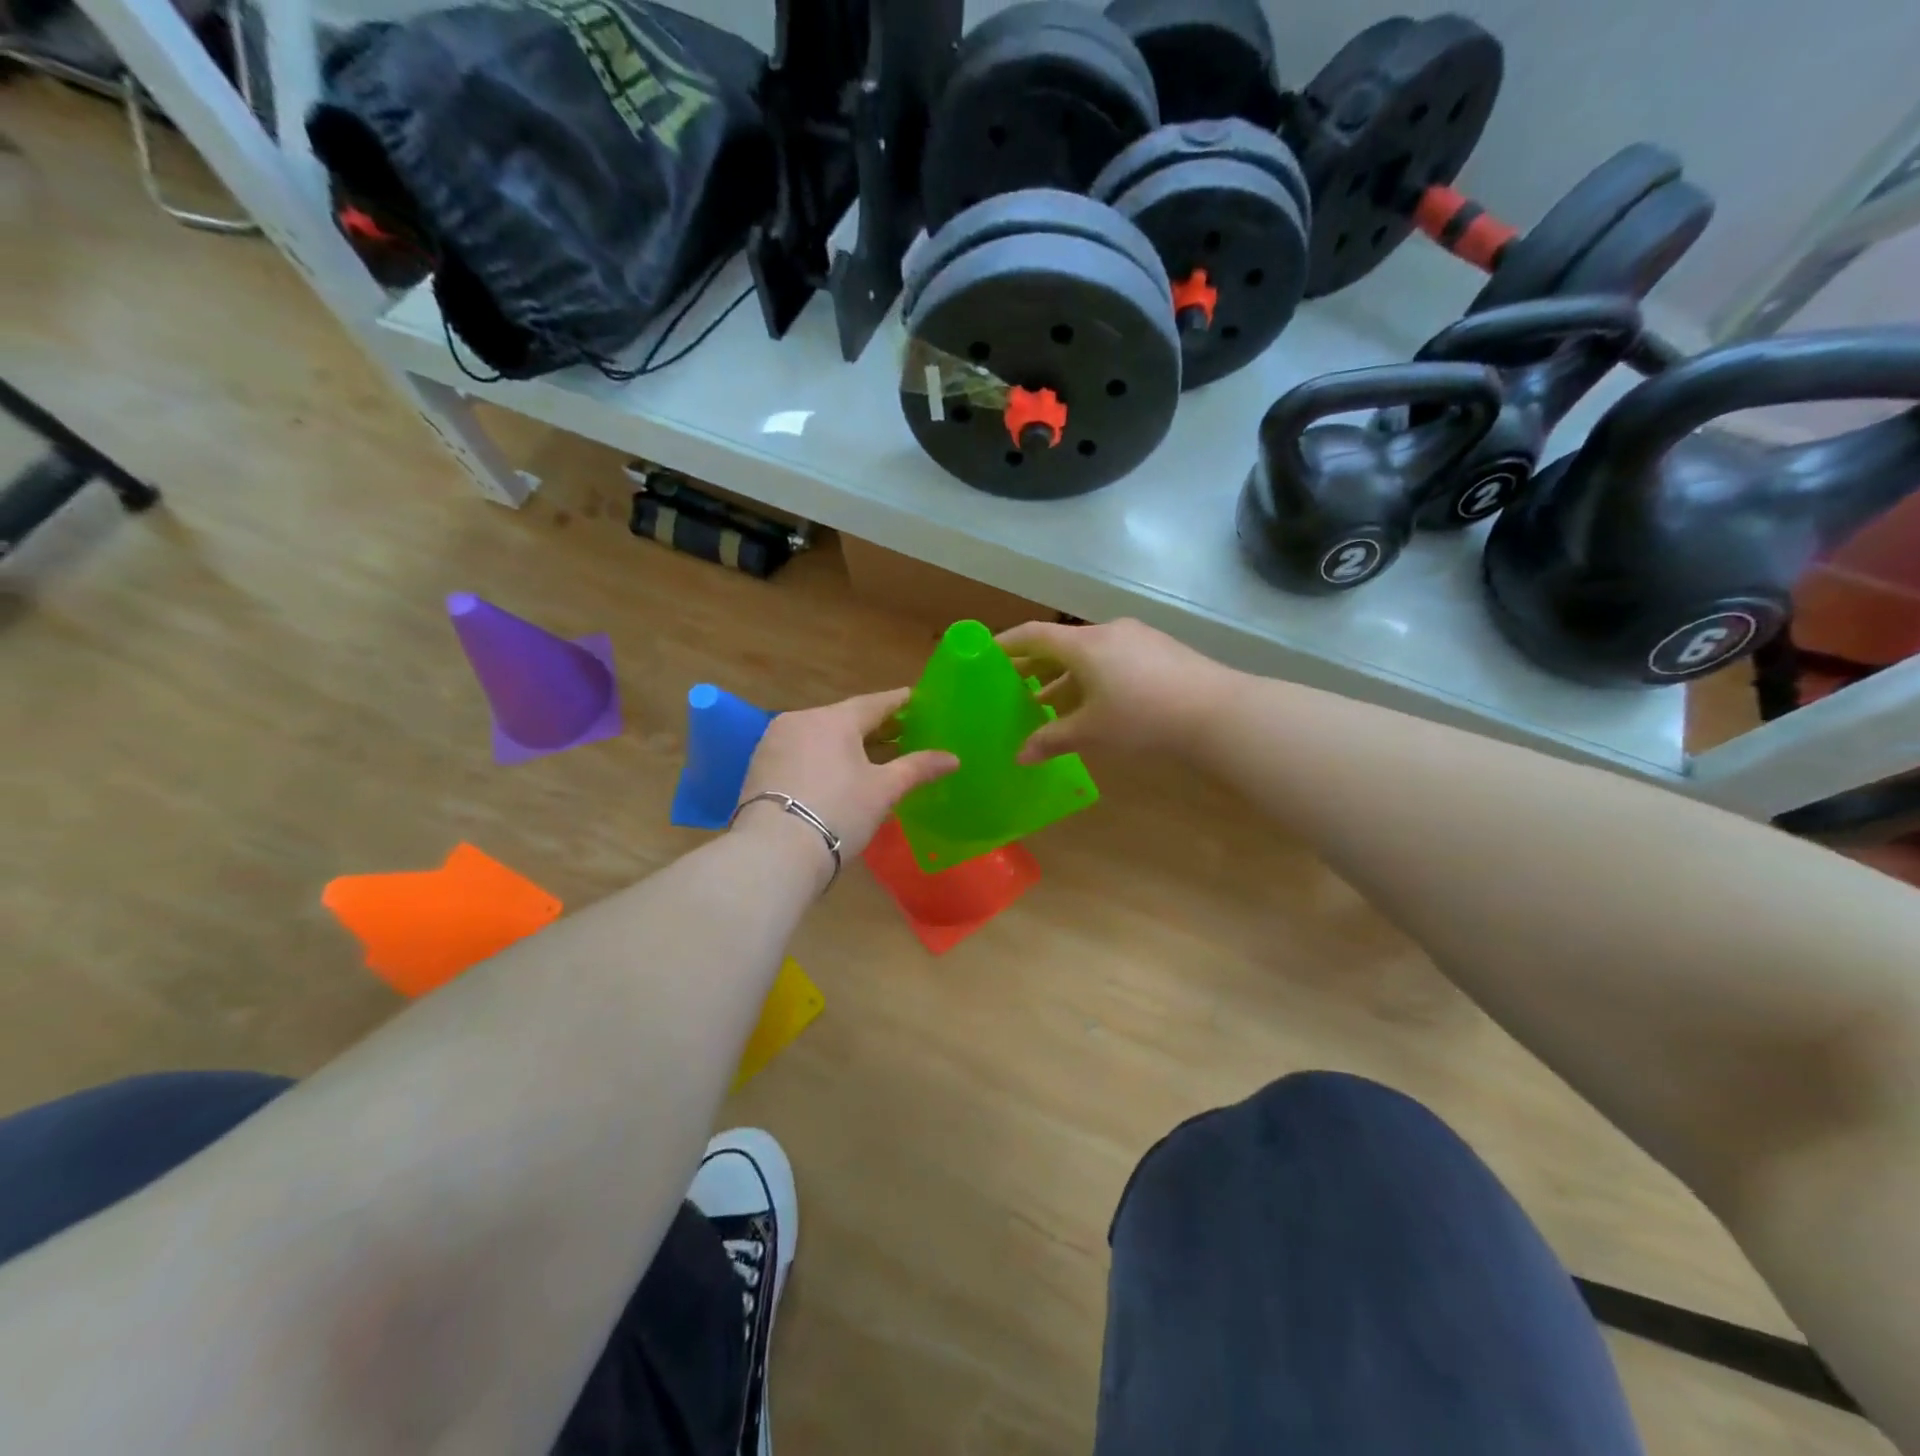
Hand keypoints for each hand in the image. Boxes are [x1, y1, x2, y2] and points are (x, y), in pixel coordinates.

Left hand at [733, 688, 957, 862]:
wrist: (774, 852)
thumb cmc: (838, 812)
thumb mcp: (883, 790)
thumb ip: (917, 768)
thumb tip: (953, 758)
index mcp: (833, 719)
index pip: (874, 703)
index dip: (899, 702)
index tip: (916, 700)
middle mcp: (800, 720)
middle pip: (845, 718)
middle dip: (875, 727)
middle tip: (902, 732)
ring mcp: (775, 742)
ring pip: (821, 735)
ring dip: (847, 744)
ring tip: (873, 756)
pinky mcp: (760, 766)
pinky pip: (802, 752)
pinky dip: (823, 757)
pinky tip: (838, 773)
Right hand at [997, 619, 1230, 763]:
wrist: (1217, 712)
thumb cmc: (1142, 717)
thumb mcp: (1091, 731)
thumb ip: (1052, 739)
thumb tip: (1020, 756)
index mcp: (1084, 644)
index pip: (1033, 635)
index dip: (1006, 644)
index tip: (986, 655)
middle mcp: (1108, 632)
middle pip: (1061, 644)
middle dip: (1036, 665)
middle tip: (1014, 684)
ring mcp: (1138, 639)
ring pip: (1090, 654)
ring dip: (1066, 676)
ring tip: (1050, 702)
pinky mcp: (1161, 651)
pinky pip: (1114, 659)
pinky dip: (1094, 677)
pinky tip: (1095, 703)